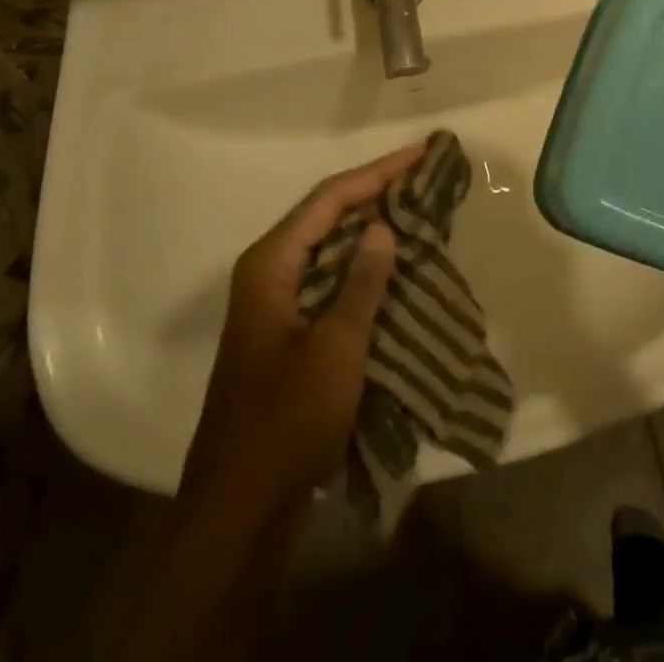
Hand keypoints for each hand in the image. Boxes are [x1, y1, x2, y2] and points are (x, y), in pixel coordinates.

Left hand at [180, 143, 419, 503]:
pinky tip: (394, 264)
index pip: (330, 198)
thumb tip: (383, 226)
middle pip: (327, 214)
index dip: (378, 172)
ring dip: (371, 226)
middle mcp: (269, 272)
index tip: (420, 153)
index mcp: (270, 264)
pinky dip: (363, 265)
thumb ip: (361, 283)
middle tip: (424, 174)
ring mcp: (276, 303)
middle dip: (375, 191)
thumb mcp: (335, 348)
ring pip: (330, 246)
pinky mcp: (289, 331)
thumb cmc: (286, 421)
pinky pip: (330, 279)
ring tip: (416, 207)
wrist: (240, 509)